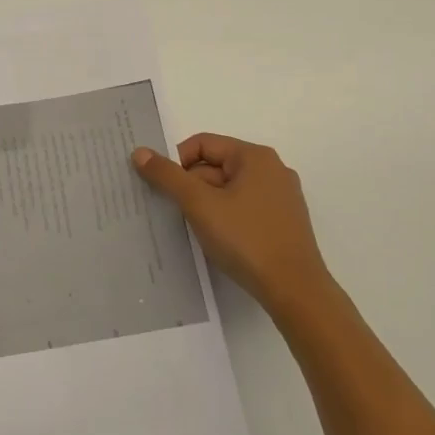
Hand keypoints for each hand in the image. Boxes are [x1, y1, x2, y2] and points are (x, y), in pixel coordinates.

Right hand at [133, 133, 334, 314]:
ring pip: (228, 190)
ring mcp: (280, 197)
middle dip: (191, 187)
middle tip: (176, 213)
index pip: (202, 144)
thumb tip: (140, 152)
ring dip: (206, 205)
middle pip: (215, 166)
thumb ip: (168, 176)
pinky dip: (225, 218)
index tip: (164, 190)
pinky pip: (243, 208)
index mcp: (255, 157)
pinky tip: (218, 241)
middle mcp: (272, 170)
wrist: (294, 290)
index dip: (177, 163)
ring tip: (195, 230)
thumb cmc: (245, 239)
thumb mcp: (199, 205)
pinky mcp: (282, 222)